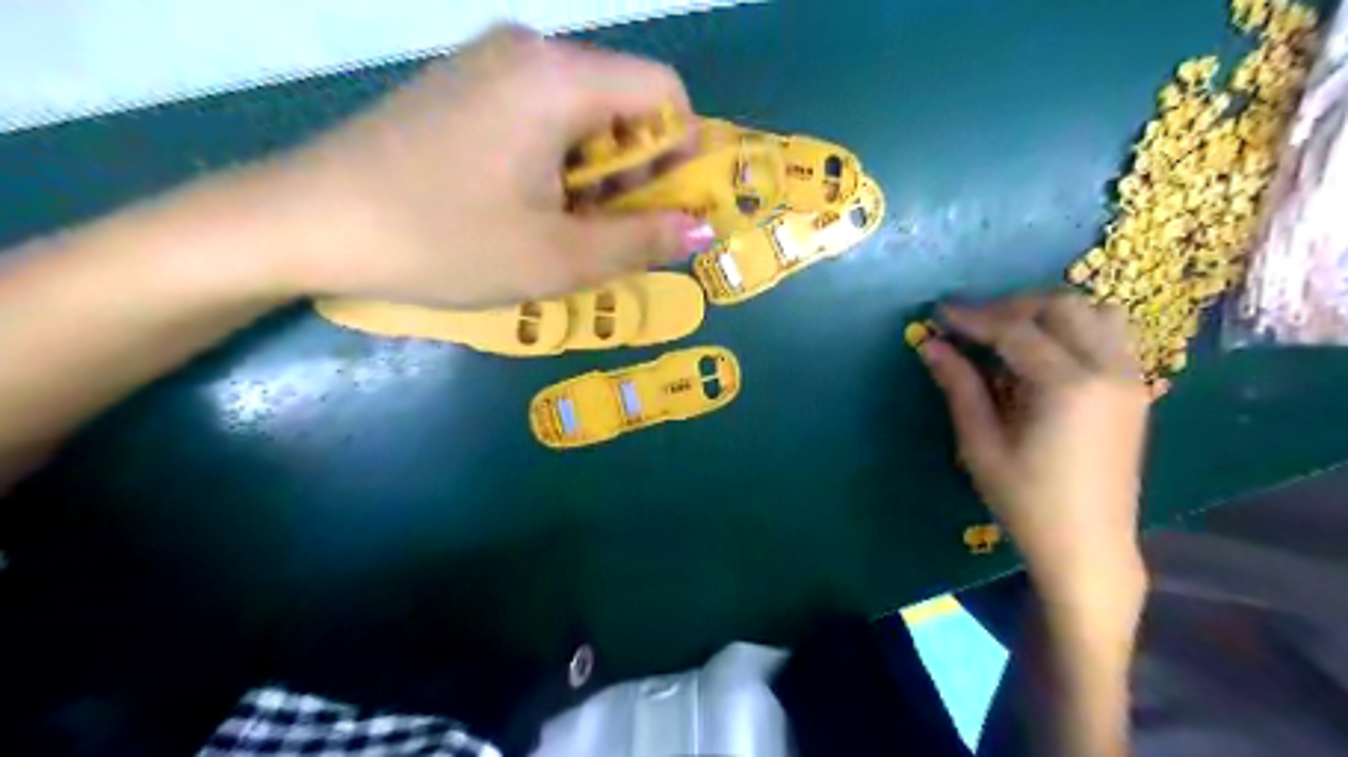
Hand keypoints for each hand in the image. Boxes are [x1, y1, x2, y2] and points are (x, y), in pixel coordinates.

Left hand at [258, 23, 709, 308]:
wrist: (307, 222)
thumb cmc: (443, 240)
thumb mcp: (556, 258)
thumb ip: (641, 241)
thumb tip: (701, 228)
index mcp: (559, 78)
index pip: (664, 92)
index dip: (683, 151)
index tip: (666, 210)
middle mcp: (529, 52)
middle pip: (622, 101)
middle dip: (635, 172)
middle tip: (609, 235)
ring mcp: (487, 65)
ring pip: (581, 113)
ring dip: (595, 174)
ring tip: (562, 231)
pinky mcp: (461, 87)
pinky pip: (539, 115)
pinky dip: (556, 163)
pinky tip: (525, 207)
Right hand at [916, 292, 1145, 599]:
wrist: (1088, 545)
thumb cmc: (1025, 501)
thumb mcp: (981, 445)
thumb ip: (959, 387)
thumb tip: (931, 345)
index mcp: (1067, 386)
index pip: (1015, 330)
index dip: (973, 317)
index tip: (939, 312)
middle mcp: (1107, 370)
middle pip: (1061, 307)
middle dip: (1011, 307)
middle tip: (973, 325)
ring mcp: (1130, 378)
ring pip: (1095, 312)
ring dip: (1049, 311)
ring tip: (1012, 332)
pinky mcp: (1136, 389)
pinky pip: (1113, 334)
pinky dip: (1078, 327)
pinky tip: (1048, 351)